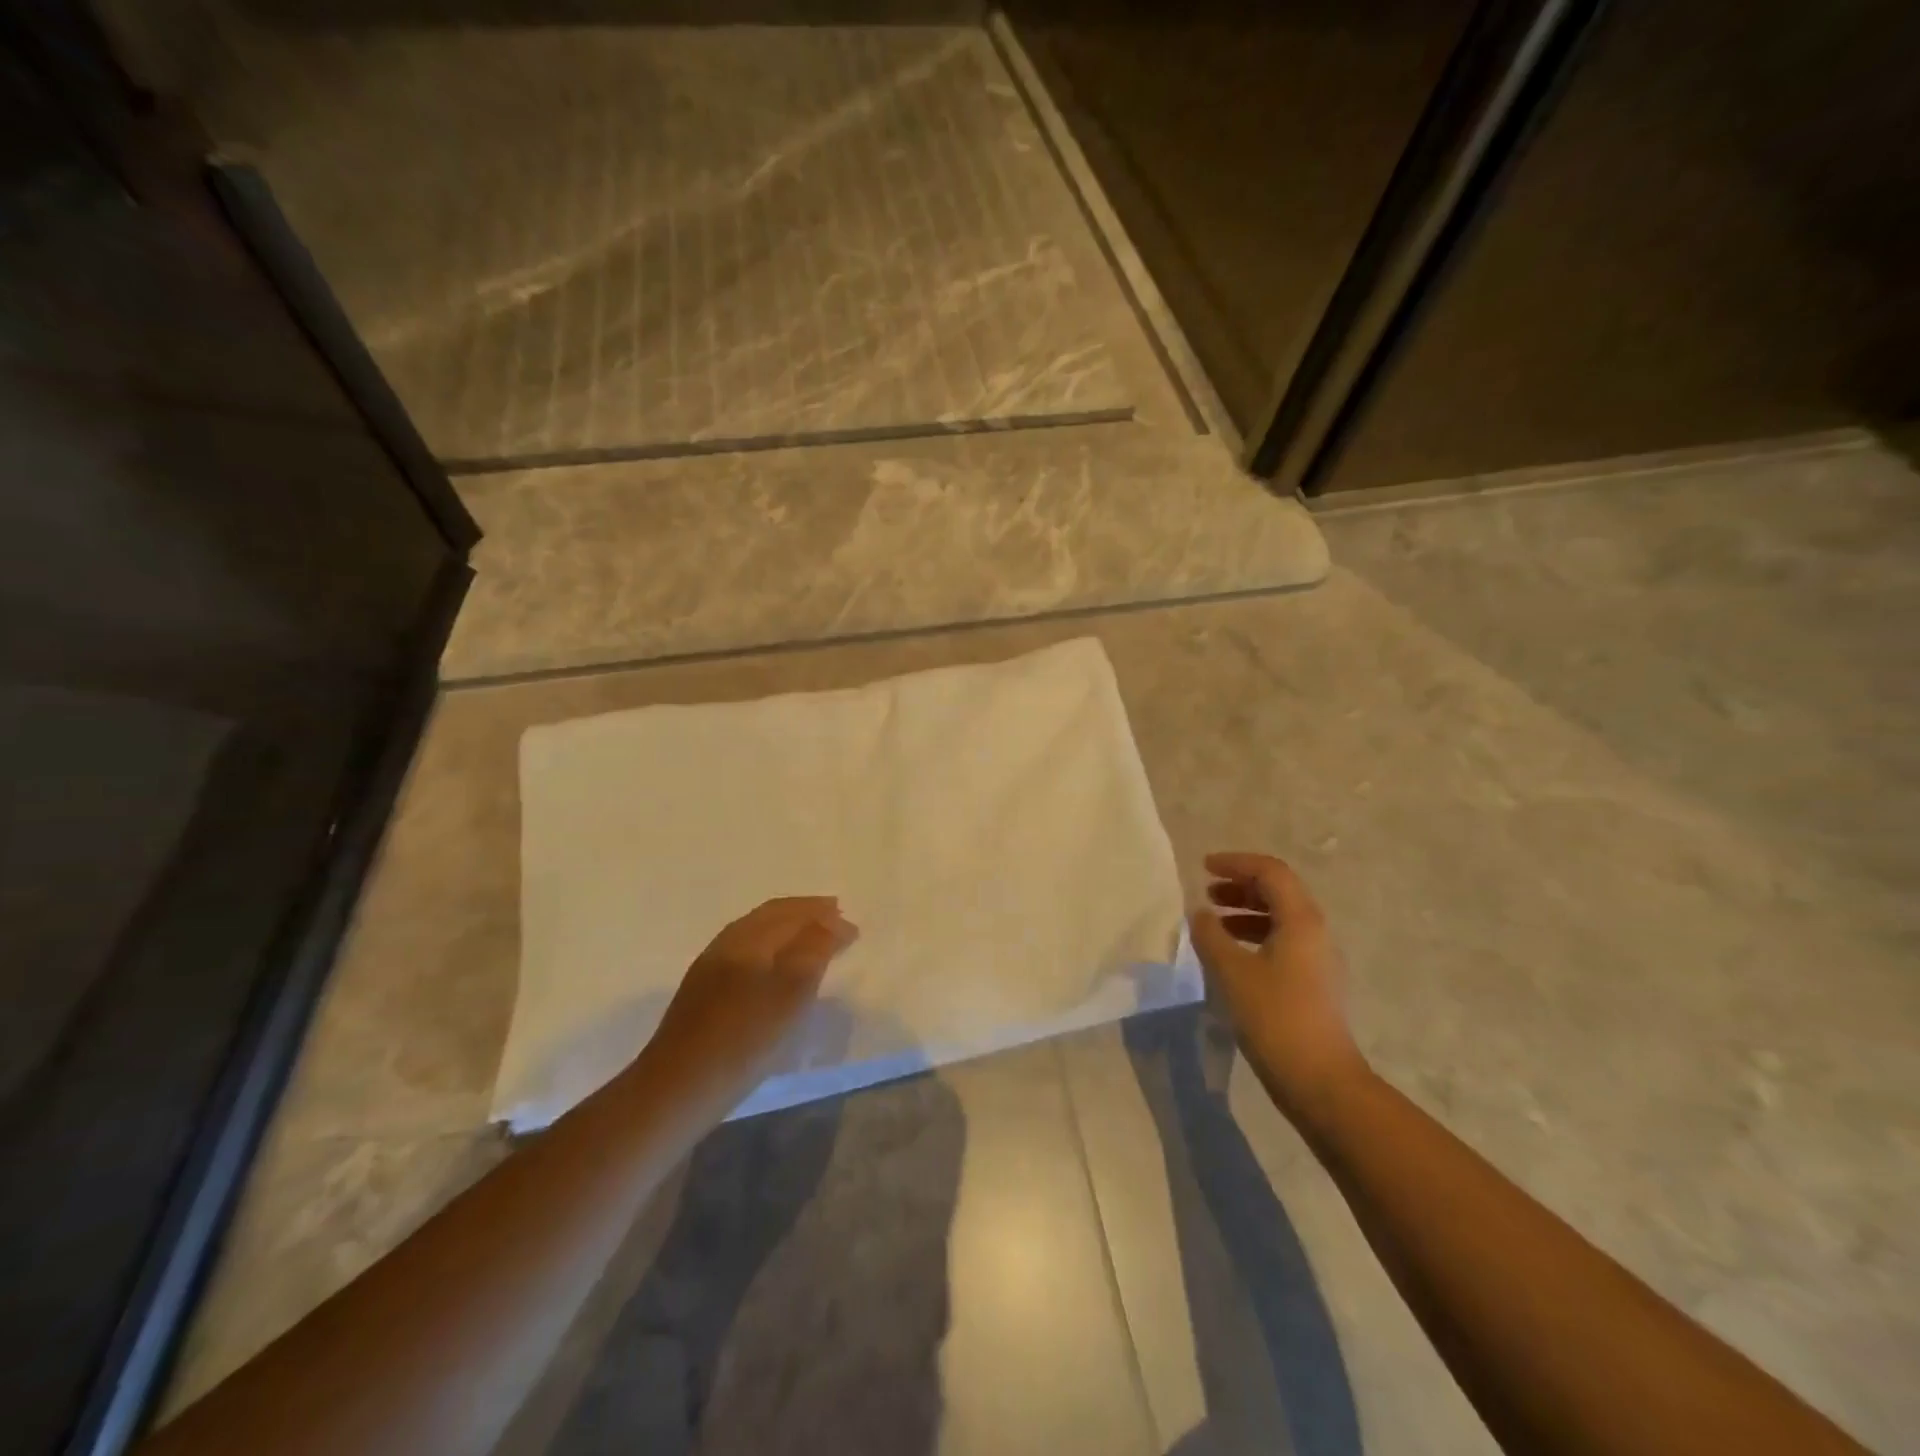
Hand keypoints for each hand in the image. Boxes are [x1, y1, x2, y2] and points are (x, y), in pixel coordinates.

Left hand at [647, 897, 857, 1098]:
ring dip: (787, 932)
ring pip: (755, 935)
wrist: (676, 1090)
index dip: (823, 914)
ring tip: (812, 943)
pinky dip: (770, 950)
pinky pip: (745, 955)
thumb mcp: (791, 993)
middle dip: (805, 915)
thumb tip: (830, 921)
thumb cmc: (743, 1039)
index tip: (852, 927)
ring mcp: (709, 969)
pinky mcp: (701, 994)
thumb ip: (814, 950)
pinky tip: (776, 970)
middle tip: (836, 920)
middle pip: (770, 917)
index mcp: (748, 938)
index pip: (790, 912)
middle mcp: (726, 943)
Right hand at [1190, 853, 1366, 1117]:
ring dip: (1246, 911)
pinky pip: (1282, 942)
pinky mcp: (1313, 983)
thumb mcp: (1232, 971)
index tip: (1204, 867)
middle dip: (1241, 885)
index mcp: (1301, 920)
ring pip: (1280, 918)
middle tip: (1207, 892)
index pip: (1270, 872)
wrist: (1320, 1081)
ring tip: (1213, 922)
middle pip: (1279, 891)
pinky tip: (1230, 954)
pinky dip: (1254, 936)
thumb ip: (1211, 935)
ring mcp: (1318, 959)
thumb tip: (1200, 913)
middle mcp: (1315, 932)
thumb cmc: (1275, 1017)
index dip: (1236, 863)